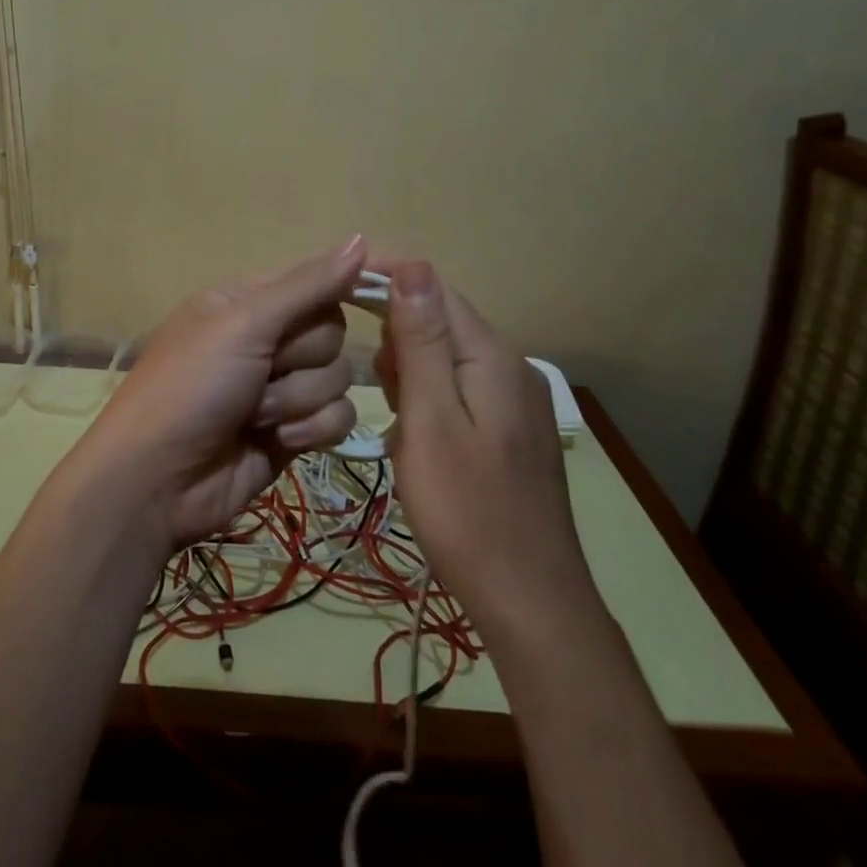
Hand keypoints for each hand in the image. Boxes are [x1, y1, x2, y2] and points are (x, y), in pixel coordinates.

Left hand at [75, 237, 368, 551]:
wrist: (157, 479)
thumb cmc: (191, 387)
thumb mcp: (243, 324)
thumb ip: (307, 286)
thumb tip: (360, 239)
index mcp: (250, 300)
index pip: (318, 276)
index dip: (355, 277)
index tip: (406, 274)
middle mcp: (269, 338)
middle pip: (332, 332)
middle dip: (301, 358)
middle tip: (262, 371)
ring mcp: (282, 387)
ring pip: (337, 378)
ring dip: (297, 399)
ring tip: (254, 415)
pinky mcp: (295, 431)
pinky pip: (337, 417)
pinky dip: (311, 429)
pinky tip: (277, 441)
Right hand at [373, 257, 598, 636]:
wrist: (529, 602)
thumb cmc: (467, 512)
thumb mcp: (431, 421)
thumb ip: (421, 342)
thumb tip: (413, 264)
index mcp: (491, 358)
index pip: (435, 290)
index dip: (387, 278)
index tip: (336, 287)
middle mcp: (510, 368)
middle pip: (441, 322)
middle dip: (397, 340)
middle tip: (374, 389)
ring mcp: (514, 402)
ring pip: (445, 359)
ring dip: (409, 374)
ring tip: (394, 420)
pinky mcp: (508, 432)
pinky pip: (457, 392)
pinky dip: (427, 402)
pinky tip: (416, 438)